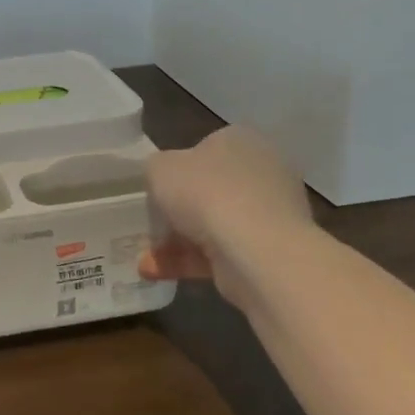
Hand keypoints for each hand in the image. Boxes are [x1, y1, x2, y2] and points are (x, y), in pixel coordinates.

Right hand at [139, 126, 312, 281]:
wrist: (255, 251)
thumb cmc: (205, 193)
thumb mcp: (159, 168)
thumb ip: (157, 170)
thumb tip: (166, 182)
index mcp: (241, 140)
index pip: (204, 149)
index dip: (176, 171)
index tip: (157, 191)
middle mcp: (263, 171)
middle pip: (209, 190)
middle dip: (177, 212)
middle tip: (151, 227)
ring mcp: (270, 213)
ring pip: (214, 225)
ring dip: (177, 242)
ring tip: (145, 261)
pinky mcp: (270, 250)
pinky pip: (222, 252)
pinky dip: (191, 261)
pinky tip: (158, 273)